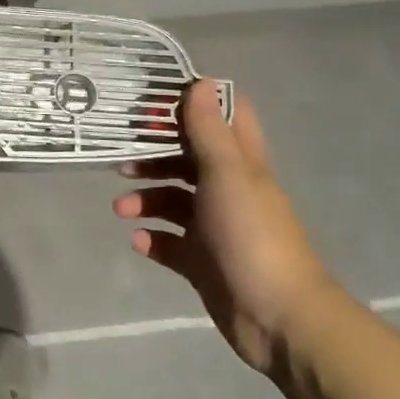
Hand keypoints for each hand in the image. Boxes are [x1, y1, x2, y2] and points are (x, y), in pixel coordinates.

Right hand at [113, 81, 337, 375]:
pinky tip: (139, 241)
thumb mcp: (227, 174)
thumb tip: (200, 81)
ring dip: (146, 200)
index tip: (154, 103)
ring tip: (122, 209)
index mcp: (241, 164)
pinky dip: (152, 239)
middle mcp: (228, 190)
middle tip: (122, 160)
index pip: (223, 119)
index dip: (192, 105)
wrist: (278, 317)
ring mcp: (215, 228)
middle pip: (187, 160)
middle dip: (153, 157)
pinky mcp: (202, 262)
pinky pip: (169, 243)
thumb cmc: (252, 234)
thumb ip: (208, 130)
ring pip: (173, 202)